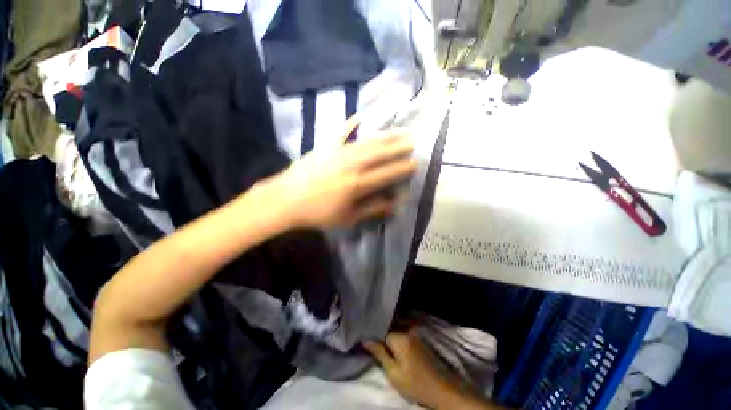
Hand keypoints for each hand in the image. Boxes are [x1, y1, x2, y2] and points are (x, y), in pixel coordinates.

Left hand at [264, 117, 415, 229]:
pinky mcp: (326, 146)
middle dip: (399, 146)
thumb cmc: (318, 213)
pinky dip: (352, 123)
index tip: (416, 163)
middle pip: (380, 153)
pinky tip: (362, 115)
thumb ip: (372, 209)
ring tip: (400, 130)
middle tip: (414, 140)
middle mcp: (352, 164)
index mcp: (358, 184)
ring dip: (385, 135)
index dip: (403, 168)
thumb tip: (394, 203)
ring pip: (367, 141)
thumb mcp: (348, 217)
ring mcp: (338, 152)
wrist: (287, 199)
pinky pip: (341, 131)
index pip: (387, 173)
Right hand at [364, 332, 455, 407]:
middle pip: (390, 328)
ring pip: (398, 330)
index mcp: (400, 336)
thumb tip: (365, 340)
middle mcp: (408, 330)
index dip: (375, 339)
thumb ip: (379, 353)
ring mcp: (416, 334)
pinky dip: (400, 338)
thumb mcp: (393, 372)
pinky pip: (406, 333)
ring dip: (391, 336)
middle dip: (383, 335)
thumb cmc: (414, 383)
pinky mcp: (421, 339)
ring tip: (388, 348)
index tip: (369, 344)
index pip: (381, 332)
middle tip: (377, 347)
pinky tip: (398, 349)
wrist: (440, 389)